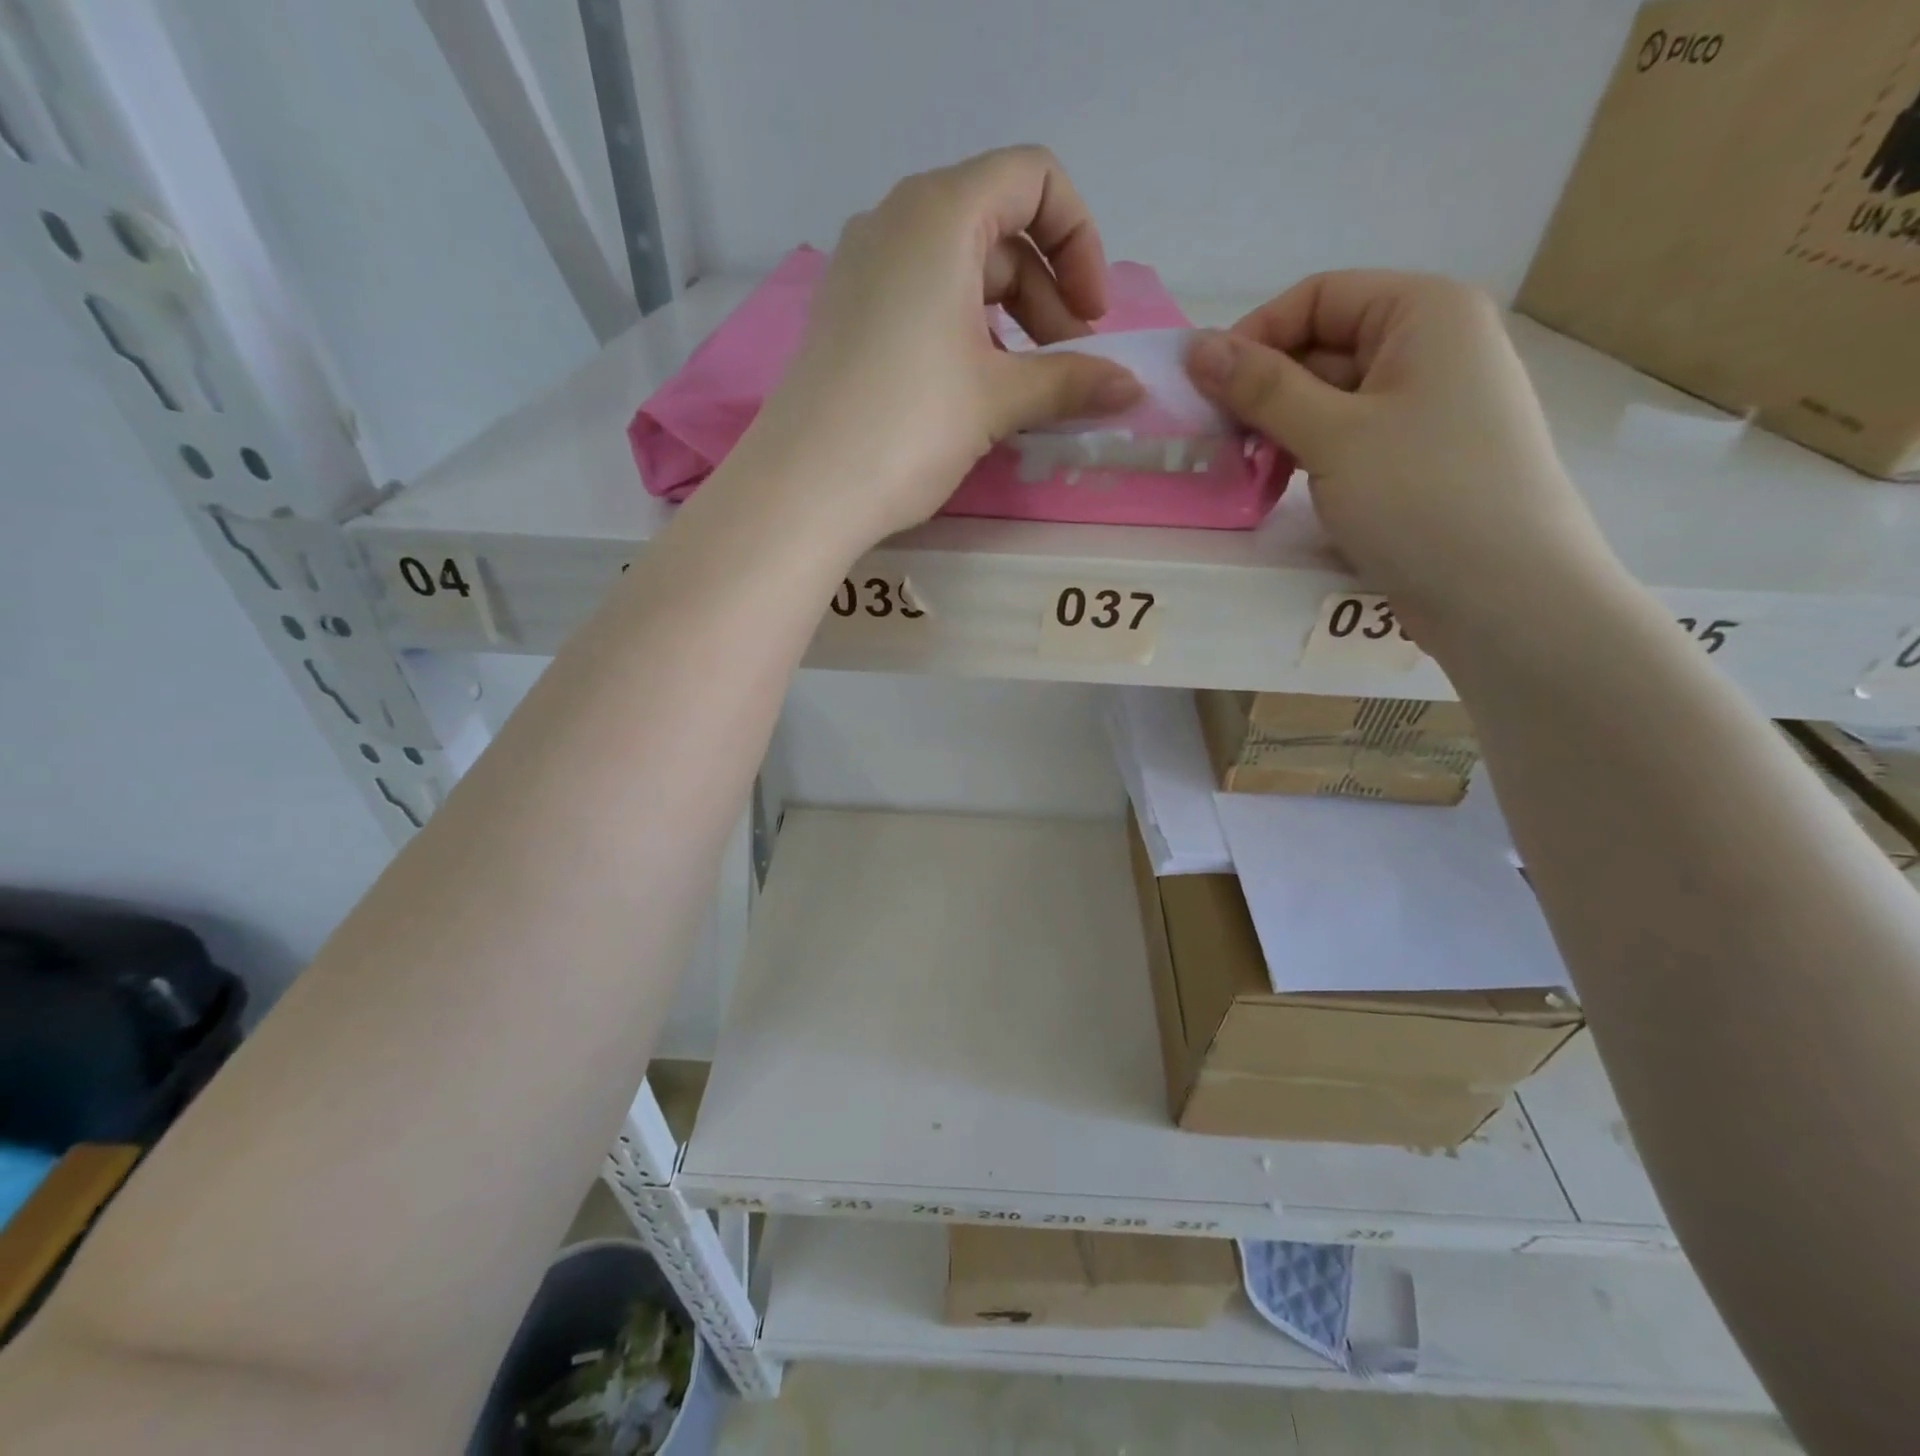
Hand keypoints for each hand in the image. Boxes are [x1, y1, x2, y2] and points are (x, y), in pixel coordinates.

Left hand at [743, 147, 1143, 547]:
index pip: (1033, 178)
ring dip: (1008, 320)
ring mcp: (861, 268)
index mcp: (939, 213)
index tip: (1092, 316)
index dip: (1079, 240)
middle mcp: (894, 222)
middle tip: (1069, 366)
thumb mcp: (998, 400)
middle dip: (1047, 293)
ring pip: (958, 270)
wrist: (804, 489)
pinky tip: (972, 389)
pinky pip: (919, 300)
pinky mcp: (844, 315)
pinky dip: (962, 331)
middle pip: (997, 229)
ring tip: (1025, 388)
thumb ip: (1070, 382)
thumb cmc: (908, 427)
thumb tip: (1131, 387)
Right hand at [1186, 272, 1624, 645]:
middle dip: (1264, 390)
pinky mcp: (1415, 458)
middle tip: (1216, 441)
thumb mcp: (1332, 435)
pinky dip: (1307, 454)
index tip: (1206, 392)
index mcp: (1425, 313)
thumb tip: (1195, 346)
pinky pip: (1348, 437)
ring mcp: (1426, 407)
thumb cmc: (1421, 496)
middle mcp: (1431, 347)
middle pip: (1323, 346)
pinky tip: (1278, 486)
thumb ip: (1262, 388)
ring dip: (1280, 428)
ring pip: (1330, 398)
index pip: (1318, 297)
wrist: (1504, 595)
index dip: (1255, 336)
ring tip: (1244, 469)